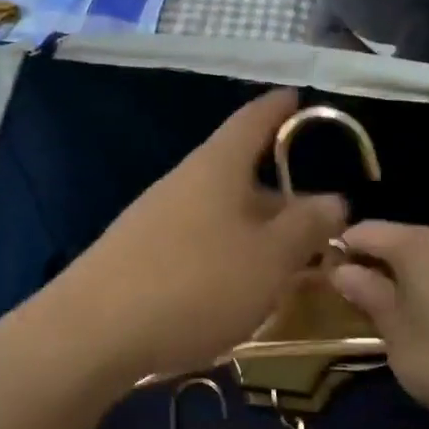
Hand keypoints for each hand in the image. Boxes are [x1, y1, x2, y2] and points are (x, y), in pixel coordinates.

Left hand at [42, 90, 347, 385]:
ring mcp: (156, 218)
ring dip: (256, 234)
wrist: (93, 332)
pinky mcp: (139, 254)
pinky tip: (237, 292)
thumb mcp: (270, 257)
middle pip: (240, 176)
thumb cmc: (196, 283)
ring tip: (286, 267)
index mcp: (218, 166)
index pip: (252, 120)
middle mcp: (184, 182)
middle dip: (280, 197)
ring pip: (221, 215)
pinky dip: (228, 257)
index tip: (296, 96)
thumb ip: (307, 226)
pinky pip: (198, 243)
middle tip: (317, 225)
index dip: (278, 107)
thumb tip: (334, 199)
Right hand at [330, 221, 428, 423]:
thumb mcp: (394, 330)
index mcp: (417, 244)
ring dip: (402, 273)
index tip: (328, 279)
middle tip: (356, 299)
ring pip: (425, 254)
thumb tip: (341, 270)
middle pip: (397, 238)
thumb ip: (366, 293)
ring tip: (391, 311)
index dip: (342, 250)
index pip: (366, 231)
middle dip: (373, 262)